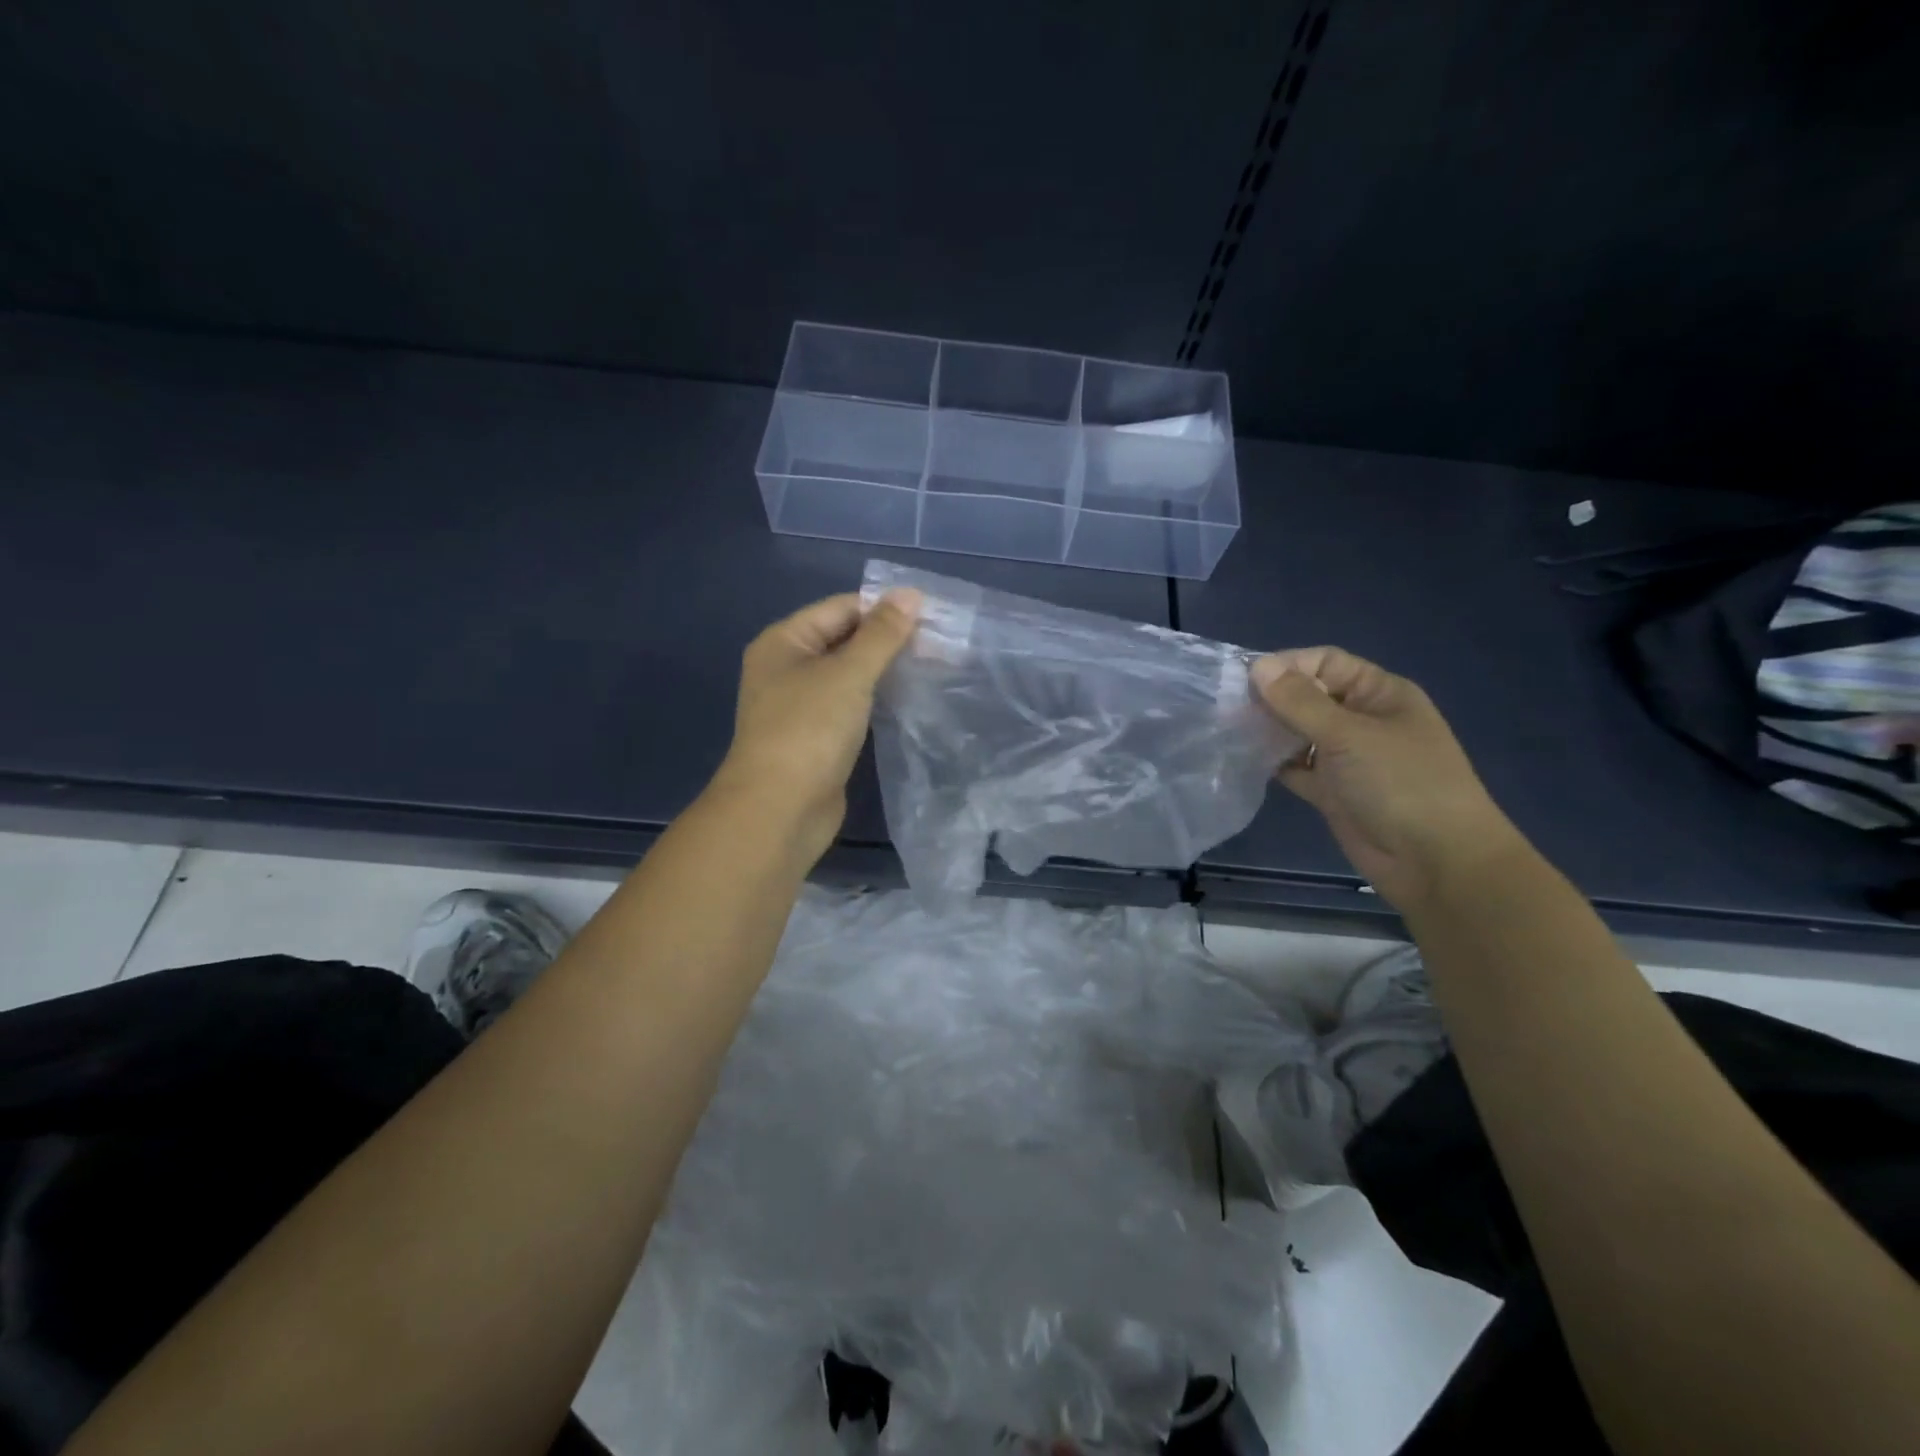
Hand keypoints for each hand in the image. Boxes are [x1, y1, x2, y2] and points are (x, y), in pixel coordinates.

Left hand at [709, 589, 921, 863]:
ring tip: (933, 666)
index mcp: (783, 642)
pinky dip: (876, 700)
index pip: (840, 608)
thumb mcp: (848, 674)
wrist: (779, 810)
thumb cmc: (809, 730)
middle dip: (888, 640)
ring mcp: (800, 706)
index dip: (884, 608)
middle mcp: (786, 668)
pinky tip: (908, 700)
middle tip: (940, 642)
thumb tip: (911, 594)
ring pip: (849, 675)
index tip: (932, 614)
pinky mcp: (815, 737)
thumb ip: (881, 635)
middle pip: (843, 640)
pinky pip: (850, 706)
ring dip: (885, 671)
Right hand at [1250, 647, 1523, 907]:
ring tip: (1229, 731)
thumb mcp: (1348, 735)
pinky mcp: (1332, 790)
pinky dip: (1273, 763)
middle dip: (1271, 699)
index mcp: (1379, 694)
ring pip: (1298, 732)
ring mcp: (1347, 757)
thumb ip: (1299, 702)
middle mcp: (1362, 719)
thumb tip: (1258, 665)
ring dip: (1269, 731)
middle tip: (1227, 707)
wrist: (1436, 862)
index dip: (1287, 665)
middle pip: (1308, 696)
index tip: (1244, 679)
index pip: (1326, 662)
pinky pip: (1296, 767)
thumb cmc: (1401, 784)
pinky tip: (1244, 760)